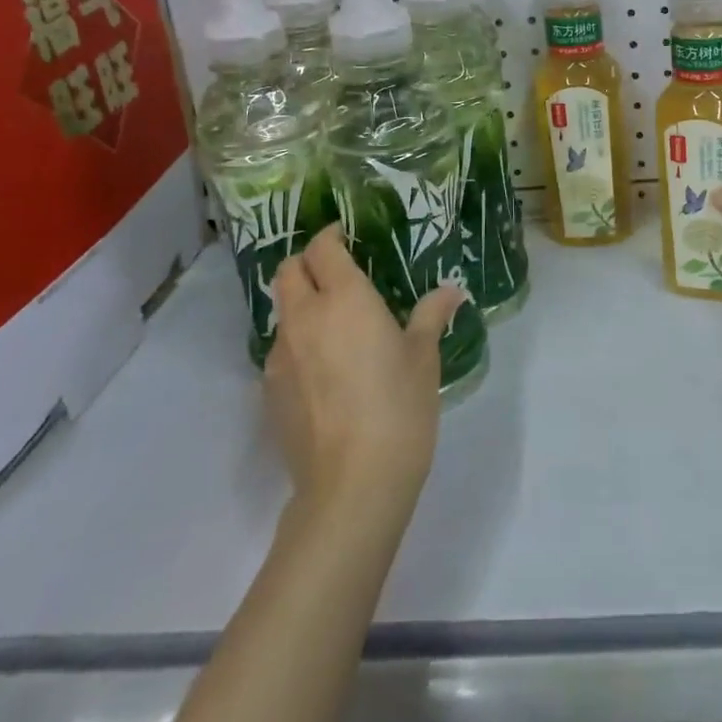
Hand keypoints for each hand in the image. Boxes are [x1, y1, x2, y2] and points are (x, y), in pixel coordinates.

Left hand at [266, 226, 463, 519]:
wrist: (352, 484)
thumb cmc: (398, 407)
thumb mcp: (424, 357)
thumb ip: (432, 316)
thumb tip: (451, 291)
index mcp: (345, 299)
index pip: (322, 248)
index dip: (331, 236)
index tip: (349, 238)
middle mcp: (305, 318)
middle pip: (288, 271)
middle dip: (307, 263)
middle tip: (338, 273)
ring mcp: (281, 356)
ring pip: (281, 311)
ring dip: (301, 305)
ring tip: (334, 325)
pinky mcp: (270, 391)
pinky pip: (281, 350)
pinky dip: (298, 343)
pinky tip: (324, 370)